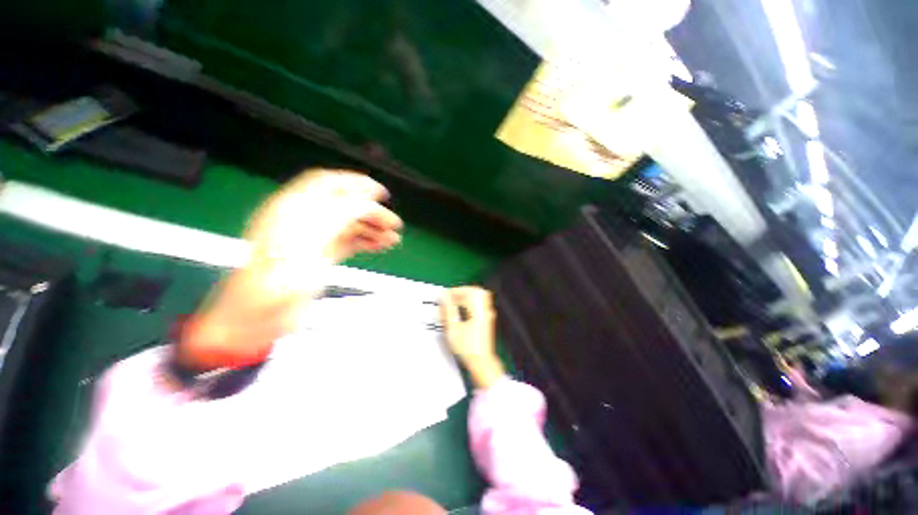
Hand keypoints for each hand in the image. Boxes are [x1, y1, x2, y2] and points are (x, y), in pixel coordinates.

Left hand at [180, 169, 402, 369]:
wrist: (258, 315)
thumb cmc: (276, 274)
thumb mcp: (311, 238)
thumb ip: (341, 215)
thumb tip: (367, 201)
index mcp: (293, 208)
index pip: (327, 184)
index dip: (355, 183)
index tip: (379, 192)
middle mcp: (304, 220)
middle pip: (344, 207)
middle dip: (371, 212)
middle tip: (393, 223)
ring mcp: (314, 240)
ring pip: (349, 226)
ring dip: (372, 229)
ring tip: (392, 238)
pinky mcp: (321, 257)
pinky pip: (349, 243)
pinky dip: (367, 243)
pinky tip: (381, 246)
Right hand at [440, 287, 504, 388]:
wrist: (481, 362)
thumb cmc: (469, 349)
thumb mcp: (453, 329)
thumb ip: (448, 310)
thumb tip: (444, 298)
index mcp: (478, 310)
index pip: (468, 291)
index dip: (455, 291)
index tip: (446, 295)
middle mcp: (485, 310)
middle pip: (475, 291)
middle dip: (461, 292)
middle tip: (451, 297)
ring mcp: (487, 314)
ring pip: (478, 297)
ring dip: (465, 297)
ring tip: (455, 303)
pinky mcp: (487, 319)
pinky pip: (479, 304)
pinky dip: (469, 303)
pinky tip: (461, 310)